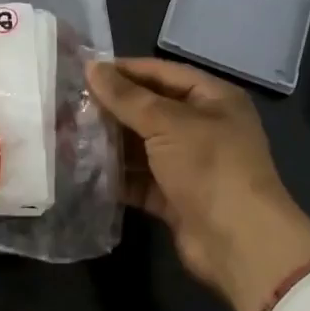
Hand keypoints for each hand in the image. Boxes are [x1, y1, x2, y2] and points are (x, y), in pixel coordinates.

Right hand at [87, 58, 309, 310]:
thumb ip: (126, 96)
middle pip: (150, 109)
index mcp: (213, 99)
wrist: (239, 243)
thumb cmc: (209, 166)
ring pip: (143, 146)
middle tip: (70, 105)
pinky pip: (140, 179)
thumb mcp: (167, 123)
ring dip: (111, 142)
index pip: (163, 73)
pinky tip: (84, 170)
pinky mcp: (175, 197)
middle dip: (113, 108)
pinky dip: (117, 175)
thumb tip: (91, 67)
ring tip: (70, 135)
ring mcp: (190, 165)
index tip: (86, 71)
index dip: (126, 70)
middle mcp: (203, 127)